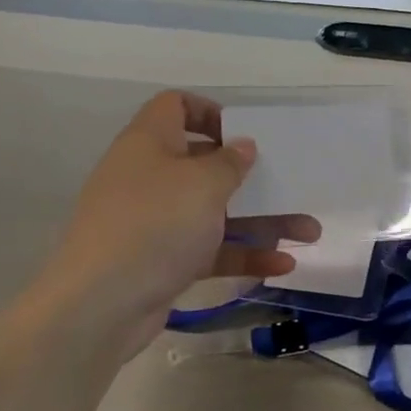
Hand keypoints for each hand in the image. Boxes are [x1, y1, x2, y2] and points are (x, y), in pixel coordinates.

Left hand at [35, 92, 318, 355]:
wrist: (101, 304)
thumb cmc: (155, 224)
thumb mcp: (202, 184)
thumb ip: (229, 162)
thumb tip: (241, 146)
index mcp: (150, 142)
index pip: (175, 106)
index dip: (210, 111)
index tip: (244, 133)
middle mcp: (149, 177)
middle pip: (205, 165)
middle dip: (252, 178)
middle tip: (289, 184)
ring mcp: (155, 222)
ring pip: (214, 212)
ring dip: (261, 221)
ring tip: (309, 232)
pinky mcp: (162, 261)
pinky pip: (208, 250)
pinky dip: (242, 254)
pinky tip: (283, 266)